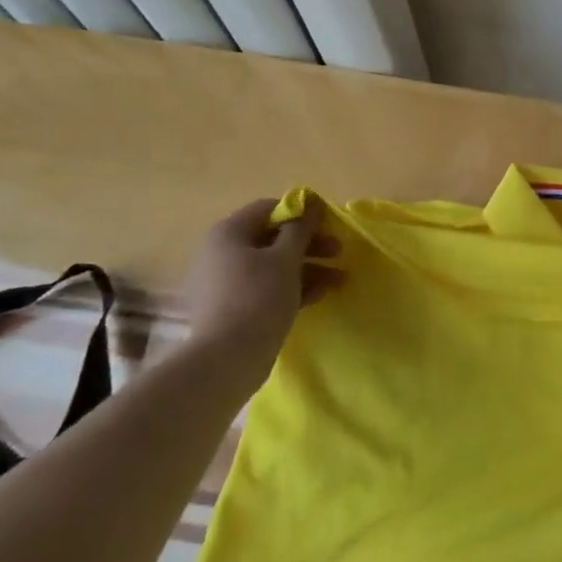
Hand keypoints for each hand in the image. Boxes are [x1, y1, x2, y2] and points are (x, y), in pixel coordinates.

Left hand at [181, 197, 336, 363]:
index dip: (301, 212)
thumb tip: (310, 201)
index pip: (269, 208)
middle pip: (272, 238)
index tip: (330, 223)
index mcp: (229, 233)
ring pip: (273, 265)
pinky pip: (266, 287)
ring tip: (340, 279)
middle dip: (309, 244)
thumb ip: (301, 227)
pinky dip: (293, 287)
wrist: (226, 359)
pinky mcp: (233, 308)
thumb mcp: (286, 258)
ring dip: (308, 268)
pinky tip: (321, 294)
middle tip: (339, 250)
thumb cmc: (258, 297)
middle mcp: (222, 252)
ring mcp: (225, 282)